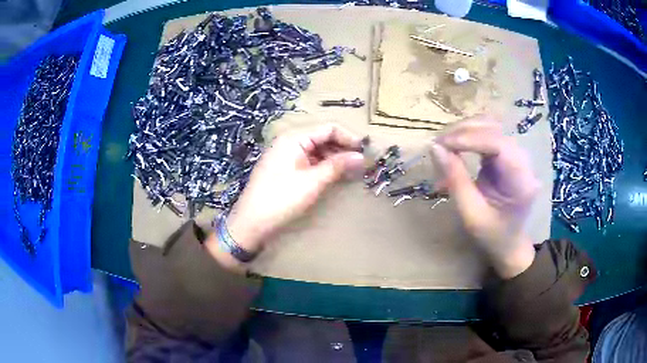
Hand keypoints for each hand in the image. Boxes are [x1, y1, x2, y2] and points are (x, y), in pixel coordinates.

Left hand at [206, 124, 363, 268]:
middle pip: (322, 137)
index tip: (365, 151)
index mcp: (293, 138)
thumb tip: (361, 157)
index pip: (328, 128)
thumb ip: (337, 166)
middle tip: (361, 163)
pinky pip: (308, 160)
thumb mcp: (312, 182)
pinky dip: (322, 165)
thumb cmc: (281, 199)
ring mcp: (286, 155)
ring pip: (316, 149)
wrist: (251, 222)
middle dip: (342, 147)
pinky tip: (333, 175)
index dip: (348, 137)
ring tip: (351, 170)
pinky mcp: (285, 168)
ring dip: (334, 157)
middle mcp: (289, 141)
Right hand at [430, 117, 539, 278]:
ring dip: (465, 130)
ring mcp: (517, 155)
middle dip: (464, 131)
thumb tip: (435, 148)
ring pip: (491, 126)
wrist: (509, 242)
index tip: (441, 144)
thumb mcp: (471, 214)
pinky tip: (456, 144)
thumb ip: (455, 180)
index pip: (498, 144)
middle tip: (438, 145)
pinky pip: (488, 133)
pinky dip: (469, 135)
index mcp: (521, 181)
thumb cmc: (492, 235)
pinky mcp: (508, 153)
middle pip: (494, 129)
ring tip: (444, 144)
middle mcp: (524, 161)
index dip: (469, 138)